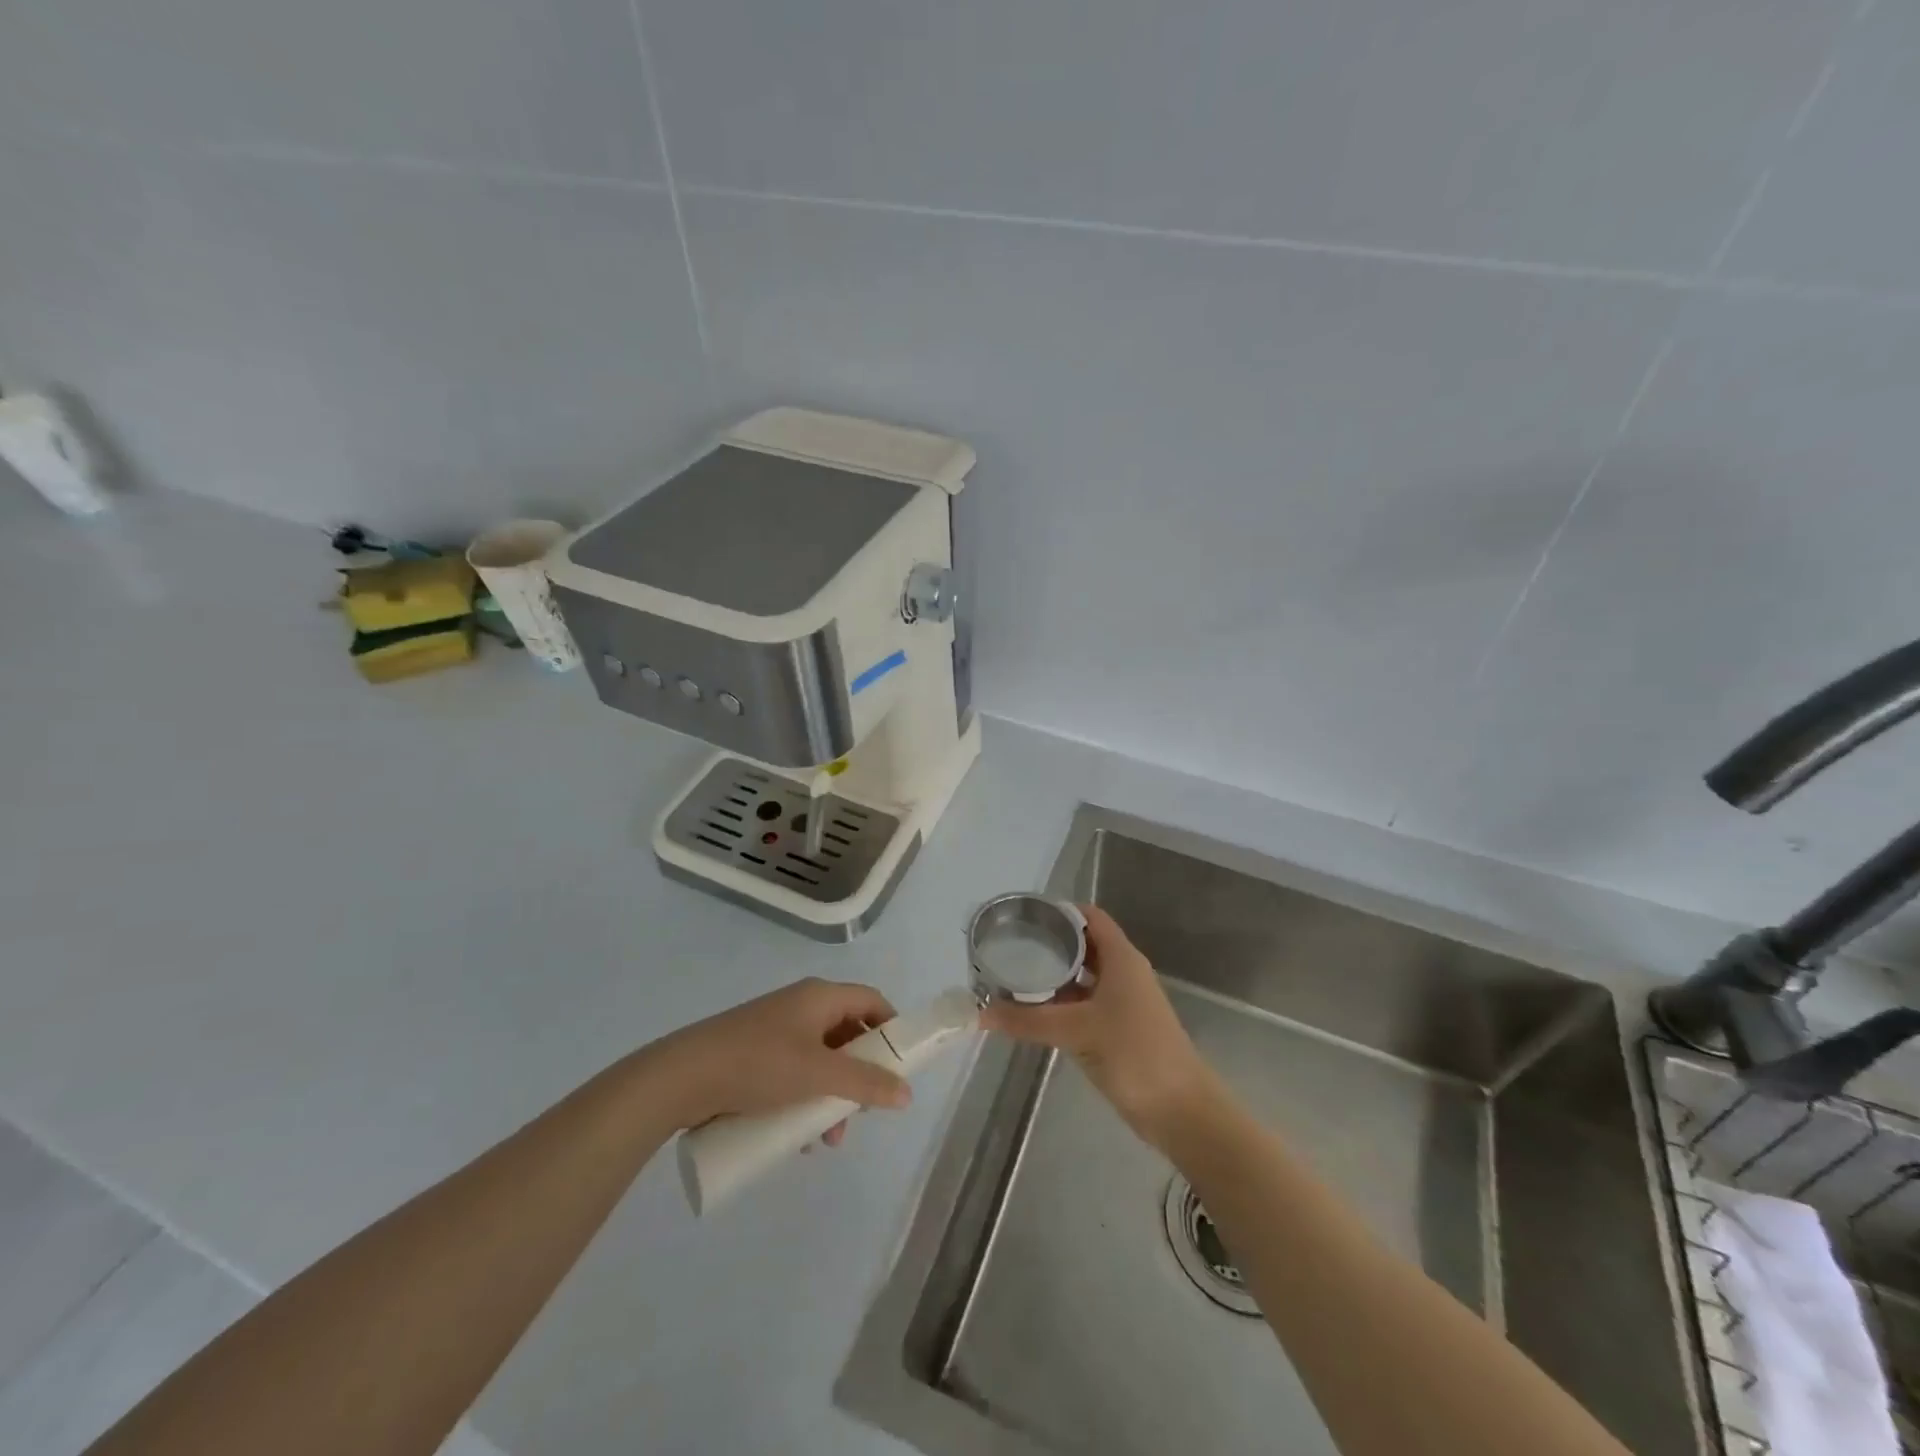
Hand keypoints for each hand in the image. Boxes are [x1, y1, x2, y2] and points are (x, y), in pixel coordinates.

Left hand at [648, 978, 912, 1138]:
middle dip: (859, 1076)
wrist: (682, 1076)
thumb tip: (907, 1093)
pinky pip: (793, 1073)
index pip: (871, 1001)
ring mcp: (775, 1030)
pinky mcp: (753, 1055)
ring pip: (820, 1060)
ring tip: (825, 1139)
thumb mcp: (818, 1075)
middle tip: (860, 1111)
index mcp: (820, 997)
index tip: (901, 1064)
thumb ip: (865, 1084)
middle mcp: (801, 1006)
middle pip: (846, 1035)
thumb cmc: (758, 1064)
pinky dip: (804, 1099)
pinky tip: (796, 1138)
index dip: (891, 1028)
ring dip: (831, 1097)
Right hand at [980, 904, 1218, 1146]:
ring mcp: (1122, 1003)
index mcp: (1121, 958)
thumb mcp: (1077, 1031)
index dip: (1059, 910)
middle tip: (1009, 946)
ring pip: (1082, 978)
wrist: (1181, 1110)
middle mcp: (1123, 973)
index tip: (1023, 915)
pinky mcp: (1117, 1030)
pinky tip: (1033, 1012)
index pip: (1089, 917)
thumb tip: (980, 1013)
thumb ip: (1028, 1020)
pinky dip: (1060, 1004)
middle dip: (1049, 944)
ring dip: (1053, 976)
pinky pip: (1084, 1005)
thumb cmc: (1135, 1053)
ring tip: (1013, 975)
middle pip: (1083, 945)